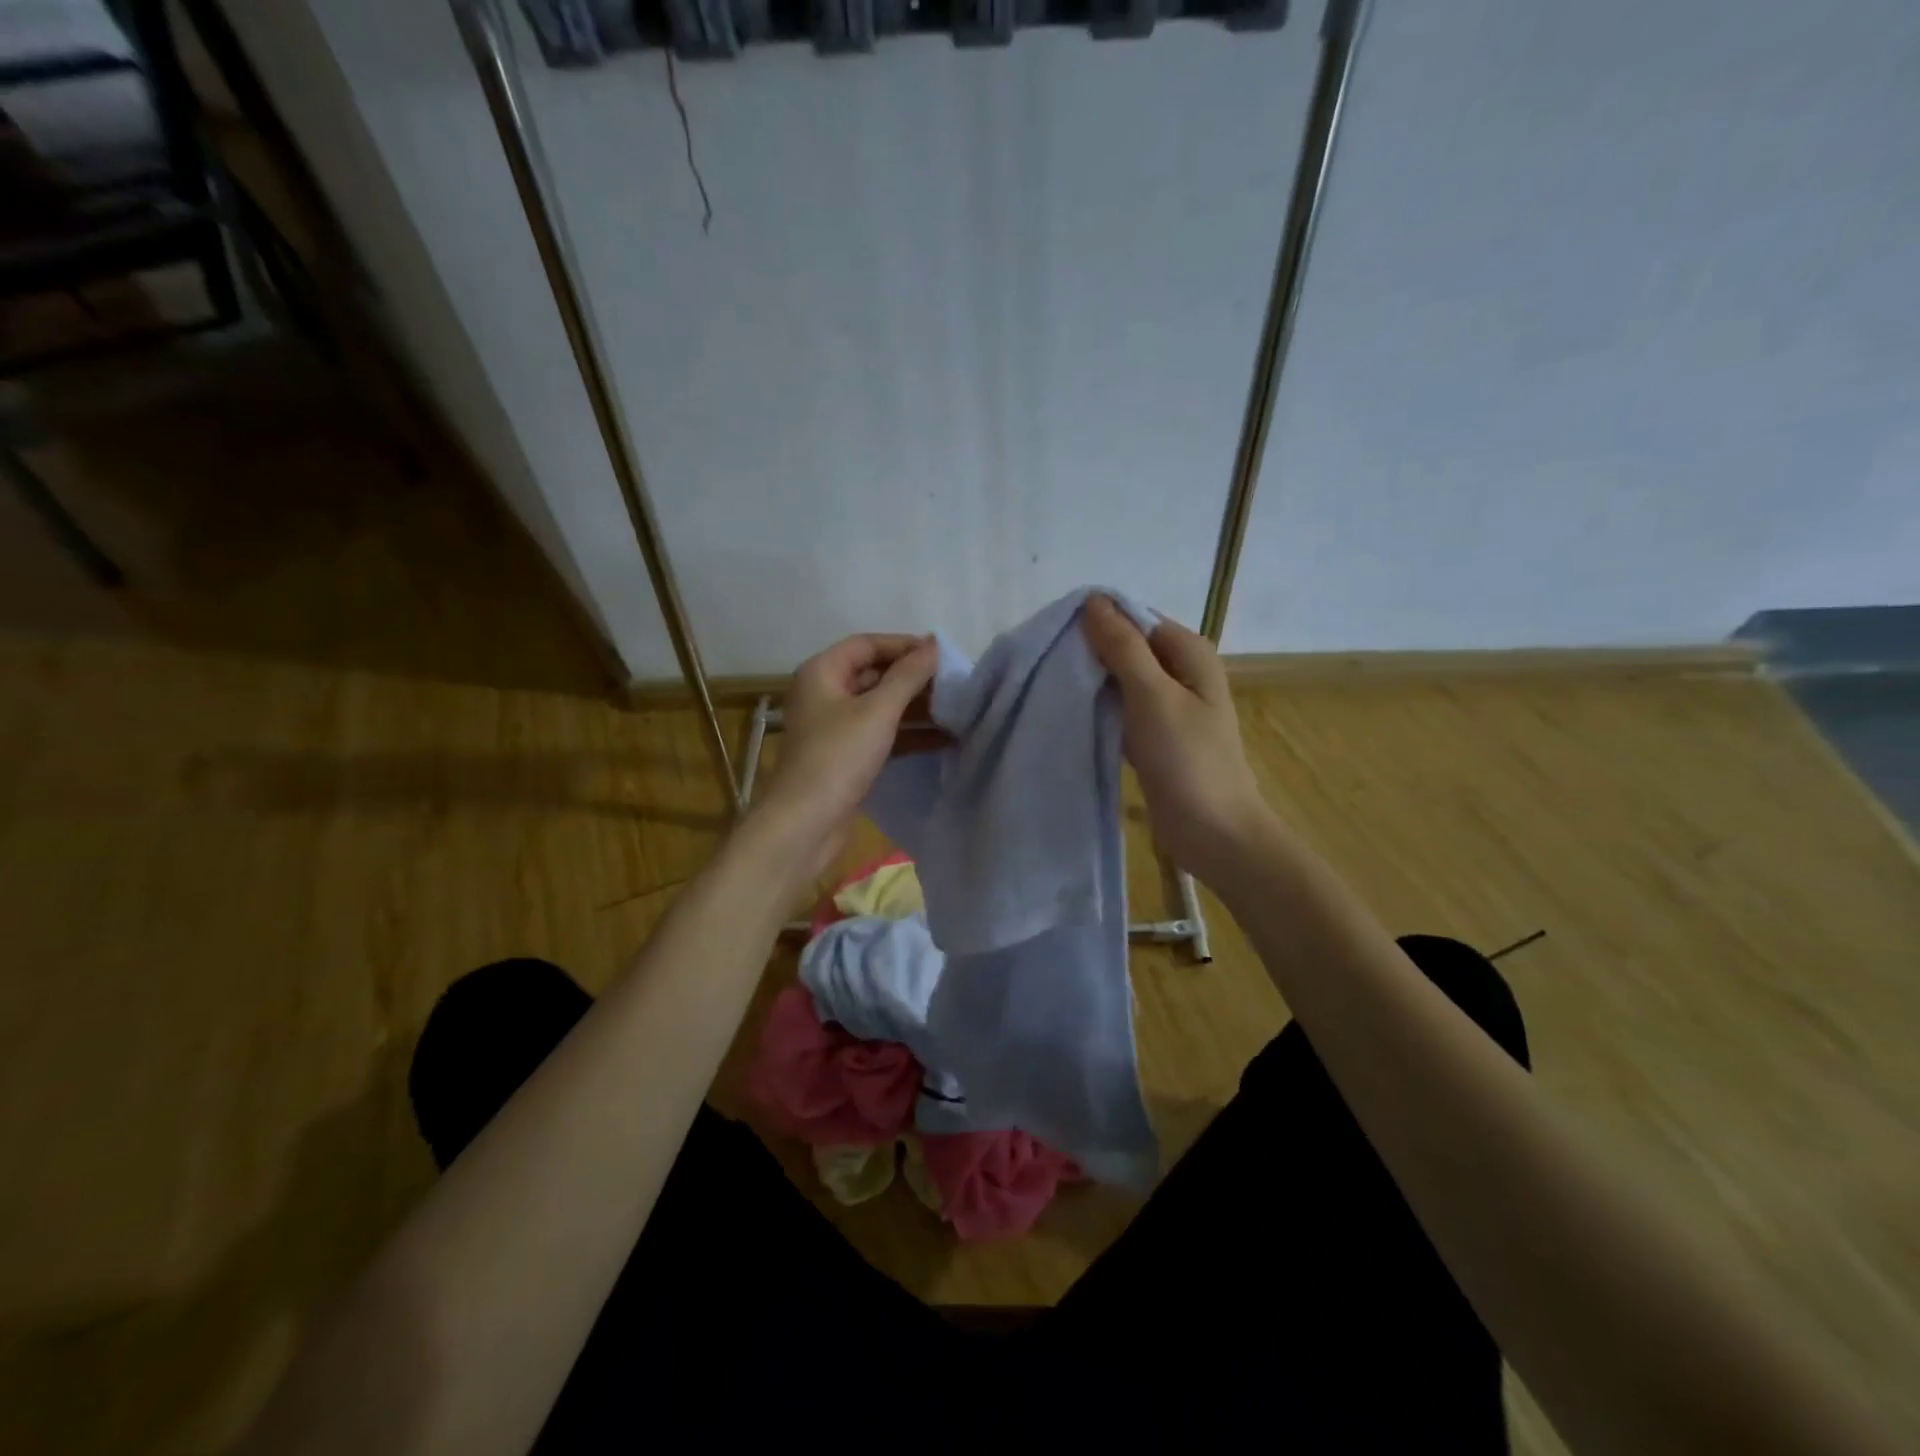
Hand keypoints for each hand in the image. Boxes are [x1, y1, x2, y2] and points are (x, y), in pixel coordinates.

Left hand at [755, 633, 939, 881]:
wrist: (806, 823)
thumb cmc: (838, 757)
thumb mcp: (878, 711)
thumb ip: (908, 676)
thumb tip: (934, 645)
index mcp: (822, 672)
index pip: (867, 644)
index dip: (904, 645)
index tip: (941, 655)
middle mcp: (825, 694)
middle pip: (874, 674)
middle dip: (913, 679)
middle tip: (954, 684)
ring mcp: (834, 727)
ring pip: (880, 707)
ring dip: (915, 708)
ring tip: (956, 711)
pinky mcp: (845, 756)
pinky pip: (880, 734)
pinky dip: (908, 734)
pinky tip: (943, 739)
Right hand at [1081, 595, 1270, 887]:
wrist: (1213, 833)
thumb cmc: (1187, 760)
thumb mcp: (1152, 696)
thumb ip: (1123, 647)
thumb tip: (1094, 600)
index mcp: (1189, 653)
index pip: (1135, 617)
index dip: (1097, 621)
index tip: (1054, 635)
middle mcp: (1181, 672)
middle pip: (1128, 647)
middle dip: (1090, 652)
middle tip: (1046, 663)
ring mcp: (1168, 706)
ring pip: (1121, 680)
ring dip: (1092, 682)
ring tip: (1052, 685)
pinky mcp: (1155, 736)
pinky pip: (1121, 709)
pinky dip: (1100, 709)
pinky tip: (1072, 714)